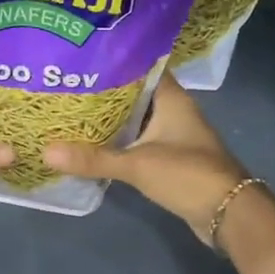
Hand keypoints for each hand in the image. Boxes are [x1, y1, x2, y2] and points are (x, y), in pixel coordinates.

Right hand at [43, 80, 247, 242]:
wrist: (228, 214)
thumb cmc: (187, 175)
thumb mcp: (137, 164)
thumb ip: (93, 159)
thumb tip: (46, 152)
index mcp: (171, 98)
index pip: (140, 67)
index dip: (113, 62)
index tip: (82, 59)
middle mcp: (174, 111)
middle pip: (134, 94)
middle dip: (103, 92)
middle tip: (66, 87)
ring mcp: (174, 136)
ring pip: (136, 120)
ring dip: (110, 119)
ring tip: (71, 112)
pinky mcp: (170, 159)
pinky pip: (139, 142)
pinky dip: (119, 142)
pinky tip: (93, 145)